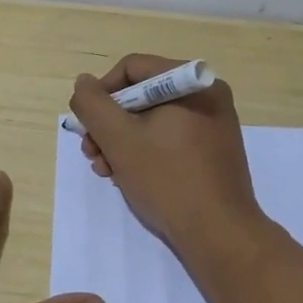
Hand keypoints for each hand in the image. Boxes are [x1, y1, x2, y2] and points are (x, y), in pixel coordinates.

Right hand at [69, 54, 265, 257]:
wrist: (219, 234)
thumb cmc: (167, 179)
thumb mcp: (119, 139)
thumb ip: (93, 105)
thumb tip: (84, 83)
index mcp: (192, 82)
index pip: (132, 69)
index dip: (101, 93)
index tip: (87, 126)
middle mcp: (207, 96)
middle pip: (141, 95)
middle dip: (109, 125)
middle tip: (91, 154)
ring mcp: (213, 125)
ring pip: (152, 120)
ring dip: (122, 142)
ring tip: (106, 171)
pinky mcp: (212, 151)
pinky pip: (169, 139)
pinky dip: (145, 153)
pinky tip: (128, 177)